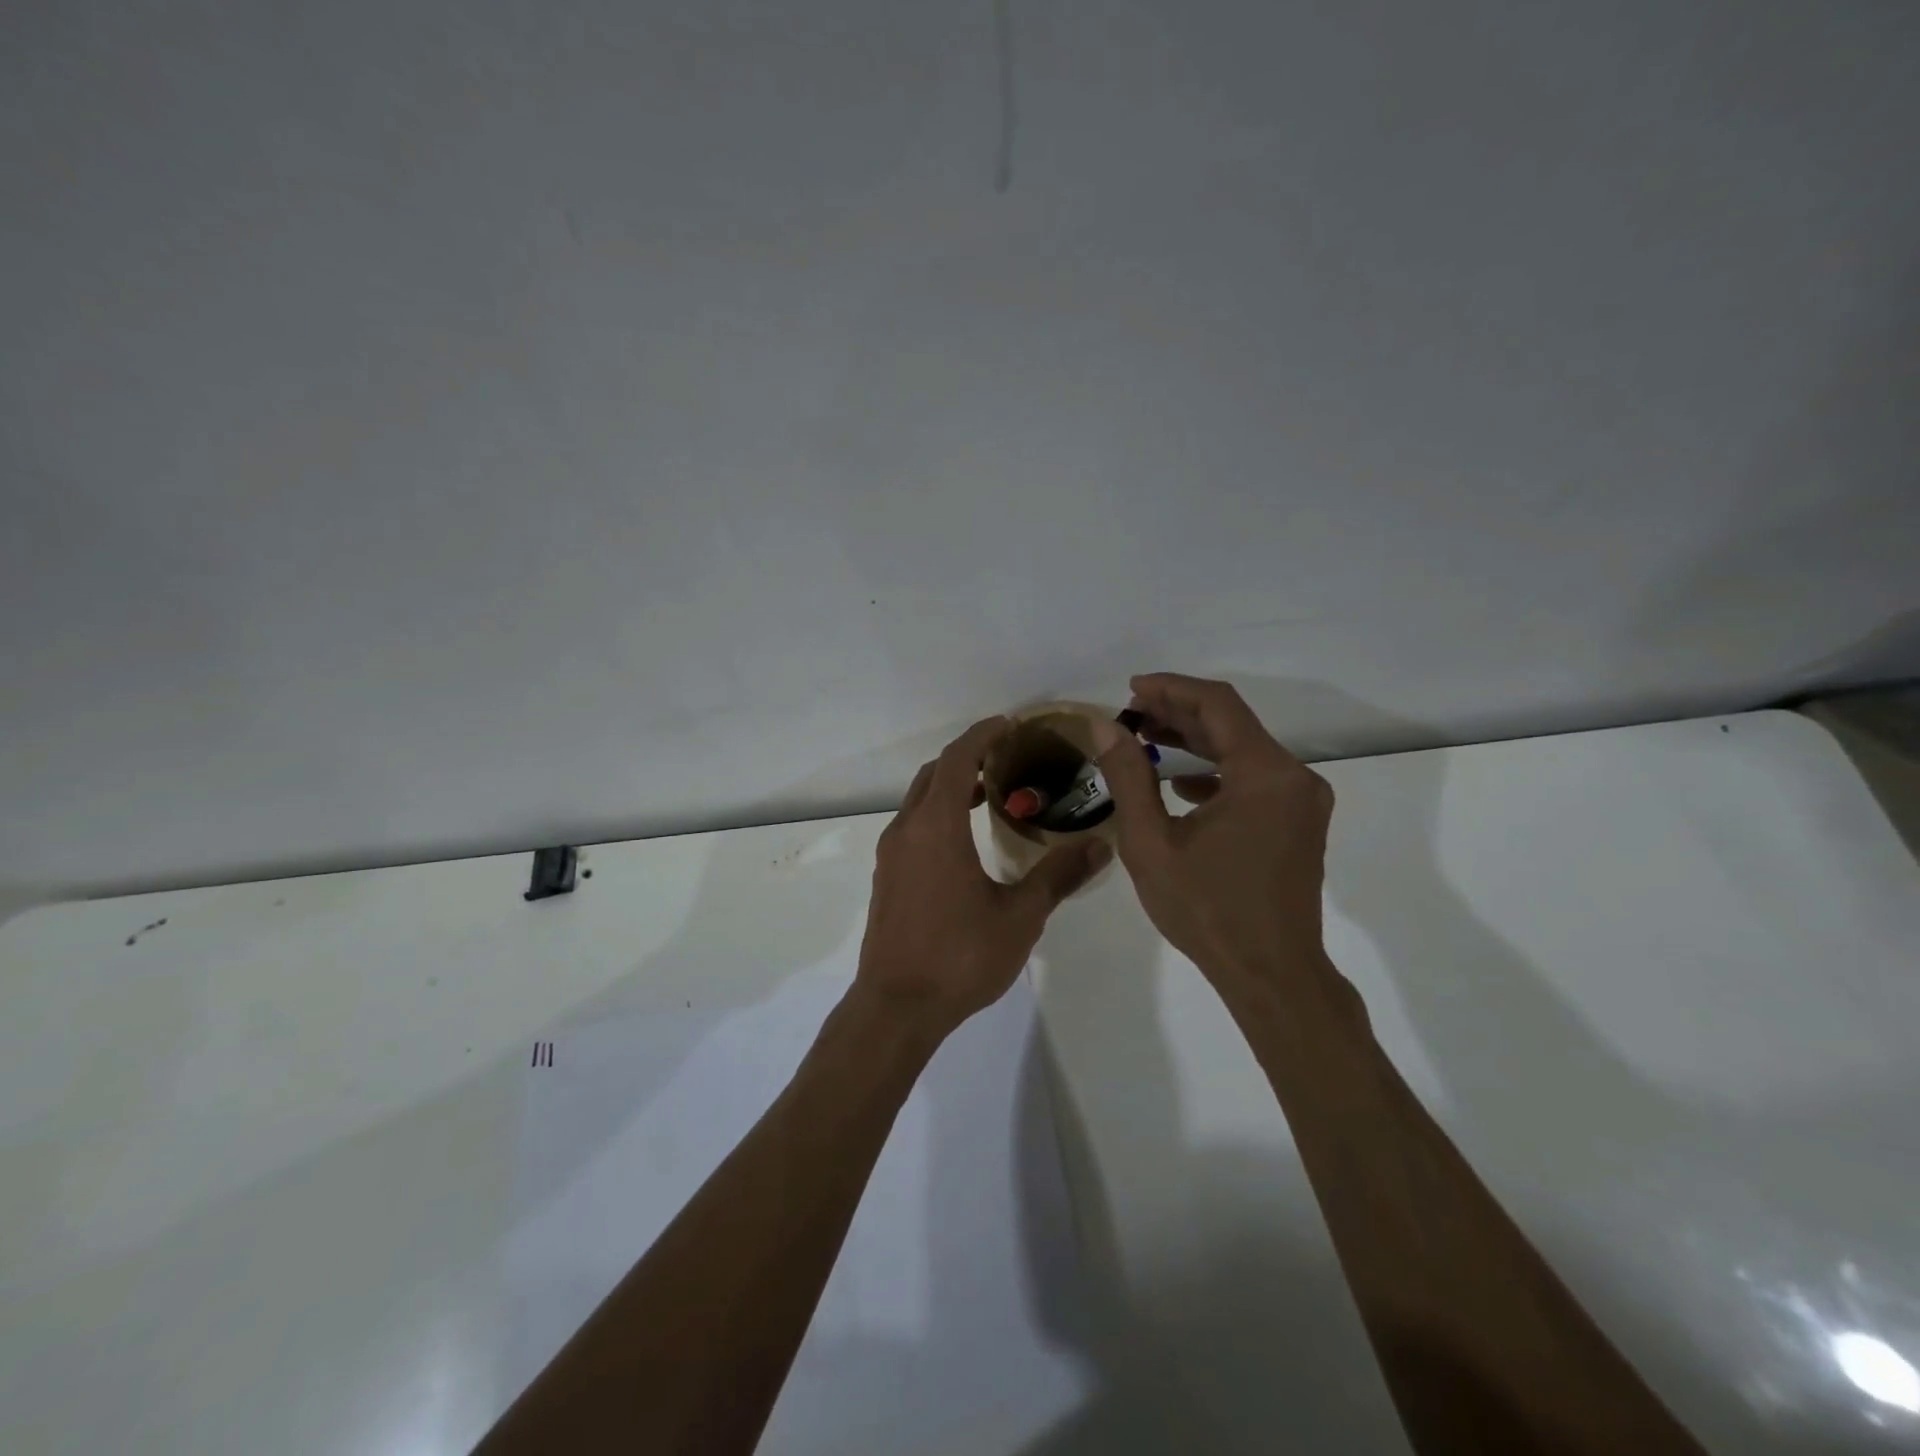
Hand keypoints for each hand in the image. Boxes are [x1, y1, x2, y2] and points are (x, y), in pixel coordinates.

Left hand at [857, 717, 1109, 1037]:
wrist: (897, 1007)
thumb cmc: (960, 956)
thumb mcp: (1020, 916)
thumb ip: (1058, 876)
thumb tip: (1099, 846)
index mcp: (937, 827)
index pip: (956, 761)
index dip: (981, 736)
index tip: (1008, 725)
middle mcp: (907, 830)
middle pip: (934, 774)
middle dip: (966, 757)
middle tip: (1004, 757)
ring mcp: (891, 855)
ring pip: (919, 801)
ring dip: (951, 787)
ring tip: (990, 793)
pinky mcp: (887, 877)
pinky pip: (912, 826)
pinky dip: (938, 813)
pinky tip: (964, 840)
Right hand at [1096, 673, 1335, 989]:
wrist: (1271, 974)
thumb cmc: (1207, 910)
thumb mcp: (1151, 842)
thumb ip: (1129, 777)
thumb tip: (1106, 726)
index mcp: (1264, 774)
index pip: (1217, 705)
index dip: (1171, 689)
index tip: (1131, 688)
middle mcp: (1293, 777)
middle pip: (1232, 723)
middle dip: (1179, 713)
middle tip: (1130, 713)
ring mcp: (1301, 801)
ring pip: (1243, 750)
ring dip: (1195, 740)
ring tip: (1146, 738)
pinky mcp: (1298, 822)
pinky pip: (1254, 778)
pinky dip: (1215, 770)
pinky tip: (1179, 782)